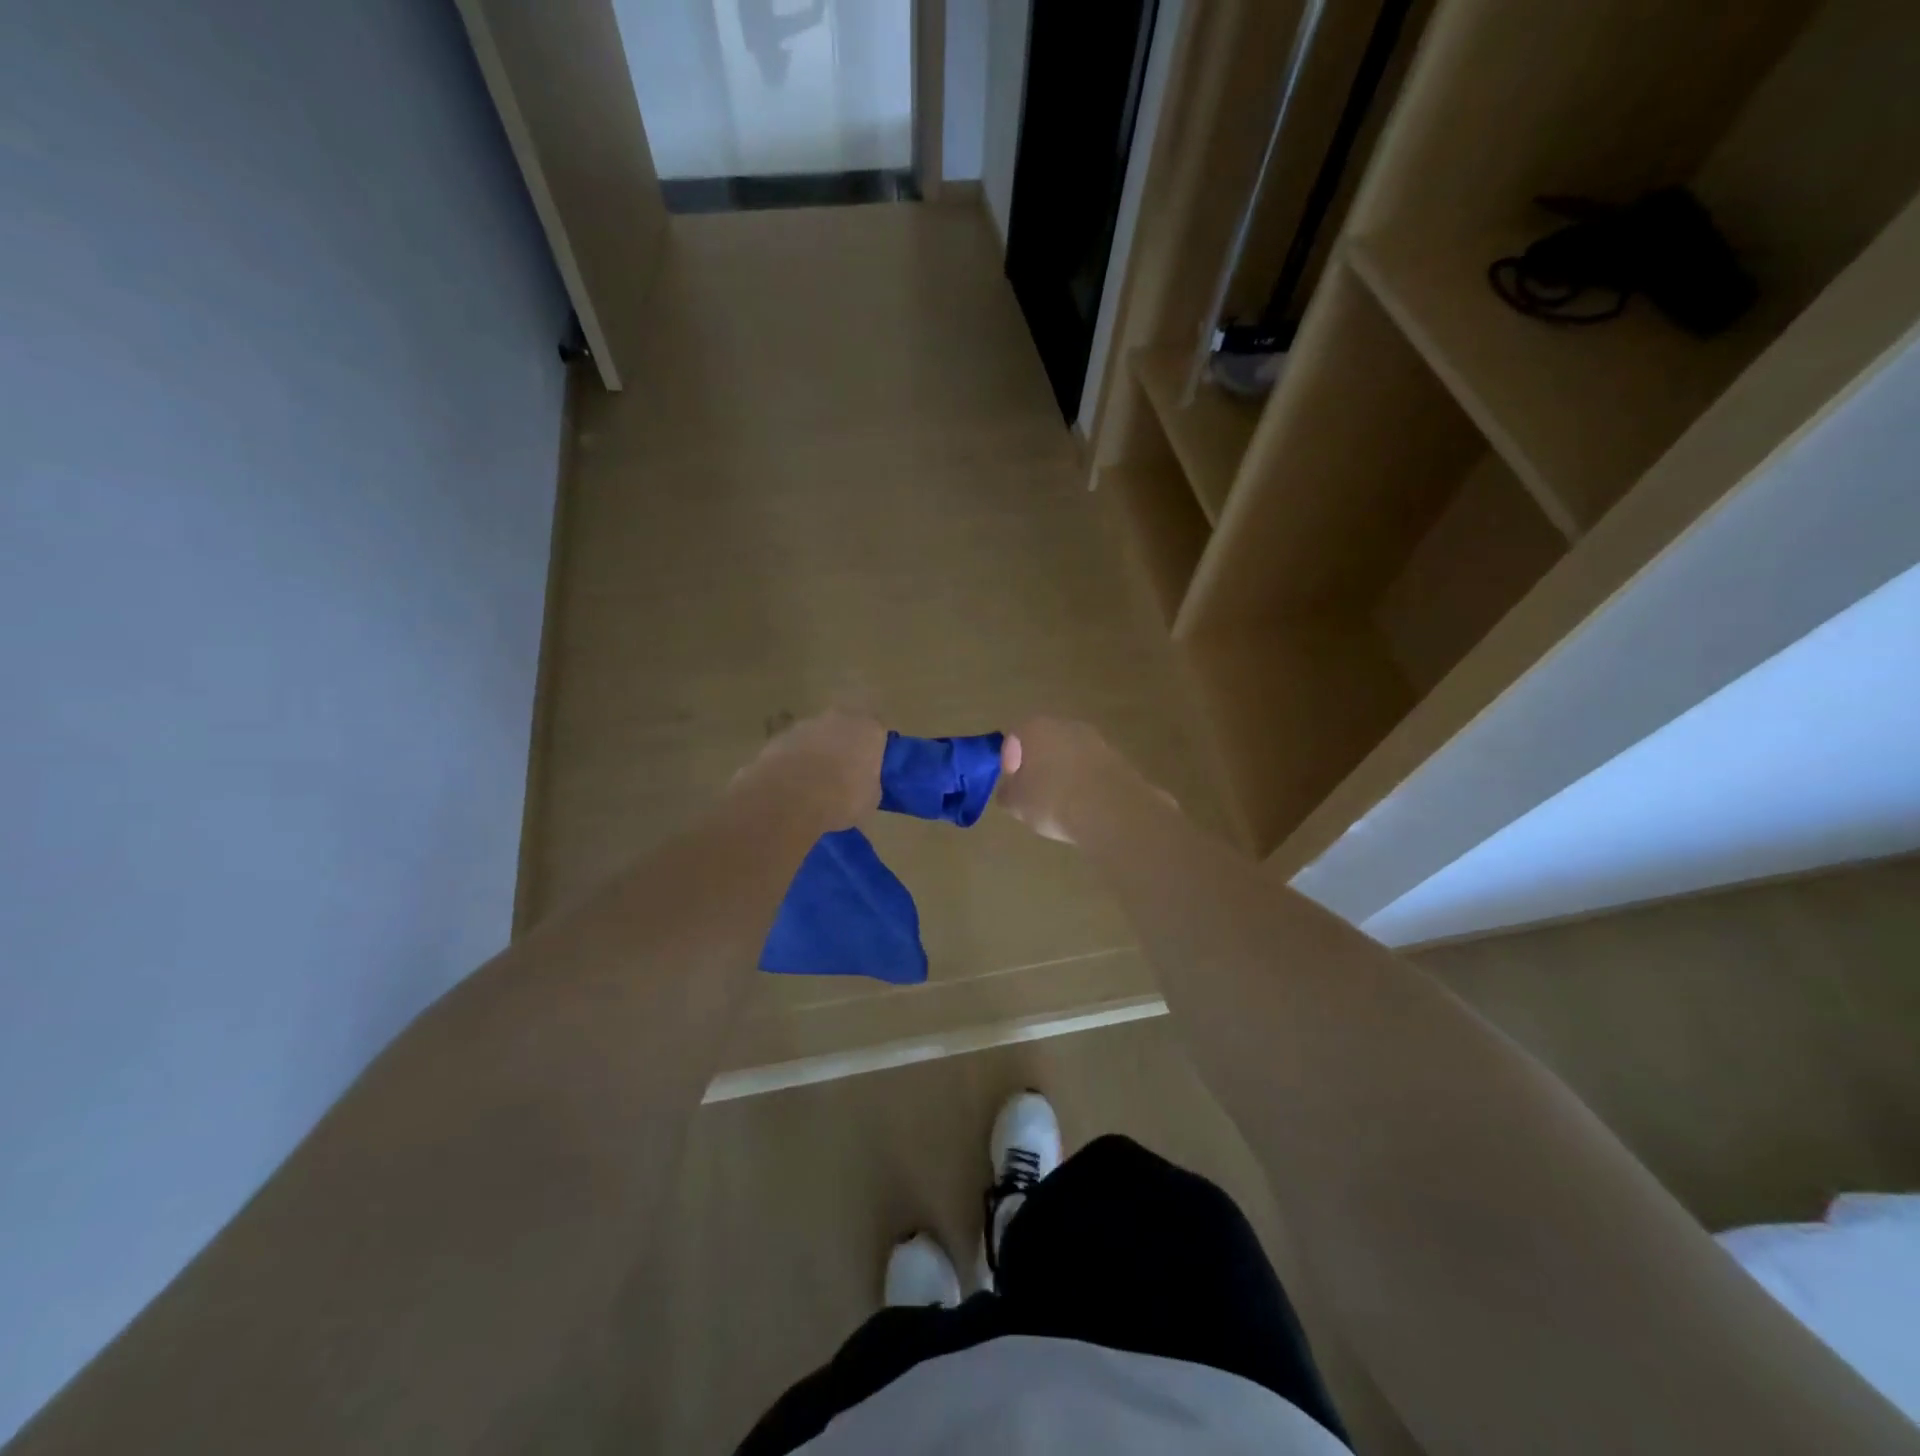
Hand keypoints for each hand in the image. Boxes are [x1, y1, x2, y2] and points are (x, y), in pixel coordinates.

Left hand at [736, 709, 887, 830]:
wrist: (791, 797)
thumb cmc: (843, 798)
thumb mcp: (870, 799)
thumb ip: (869, 783)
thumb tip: (863, 784)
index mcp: (869, 729)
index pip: (878, 731)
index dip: (874, 748)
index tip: (870, 767)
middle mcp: (839, 718)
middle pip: (845, 727)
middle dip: (844, 745)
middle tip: (843, 772)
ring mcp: (806, 725)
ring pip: (817, 736)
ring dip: (817, 752)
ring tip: (814, 783)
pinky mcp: (779, 737)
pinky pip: (794, 748)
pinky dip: (794, 760)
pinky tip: (792, 785)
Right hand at [995, 716, 1143, 844]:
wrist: (1111, 811)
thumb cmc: (1053, 801)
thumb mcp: (1016, 804)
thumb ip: (1007, 792)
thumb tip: (1010, 789)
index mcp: (1036, 728)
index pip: (1014, 737)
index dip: (1009, 761)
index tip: (1014, 784)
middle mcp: (1066, 725)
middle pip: (1045, 742)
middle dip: (1039, 764)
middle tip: (1035, 793)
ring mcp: (1096, 740)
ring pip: (1071, 754)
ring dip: (1064, 773)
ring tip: (1062, 803)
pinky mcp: (1118, 759)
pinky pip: (1092, 769)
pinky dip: (1085, 782)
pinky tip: (1085, 805)